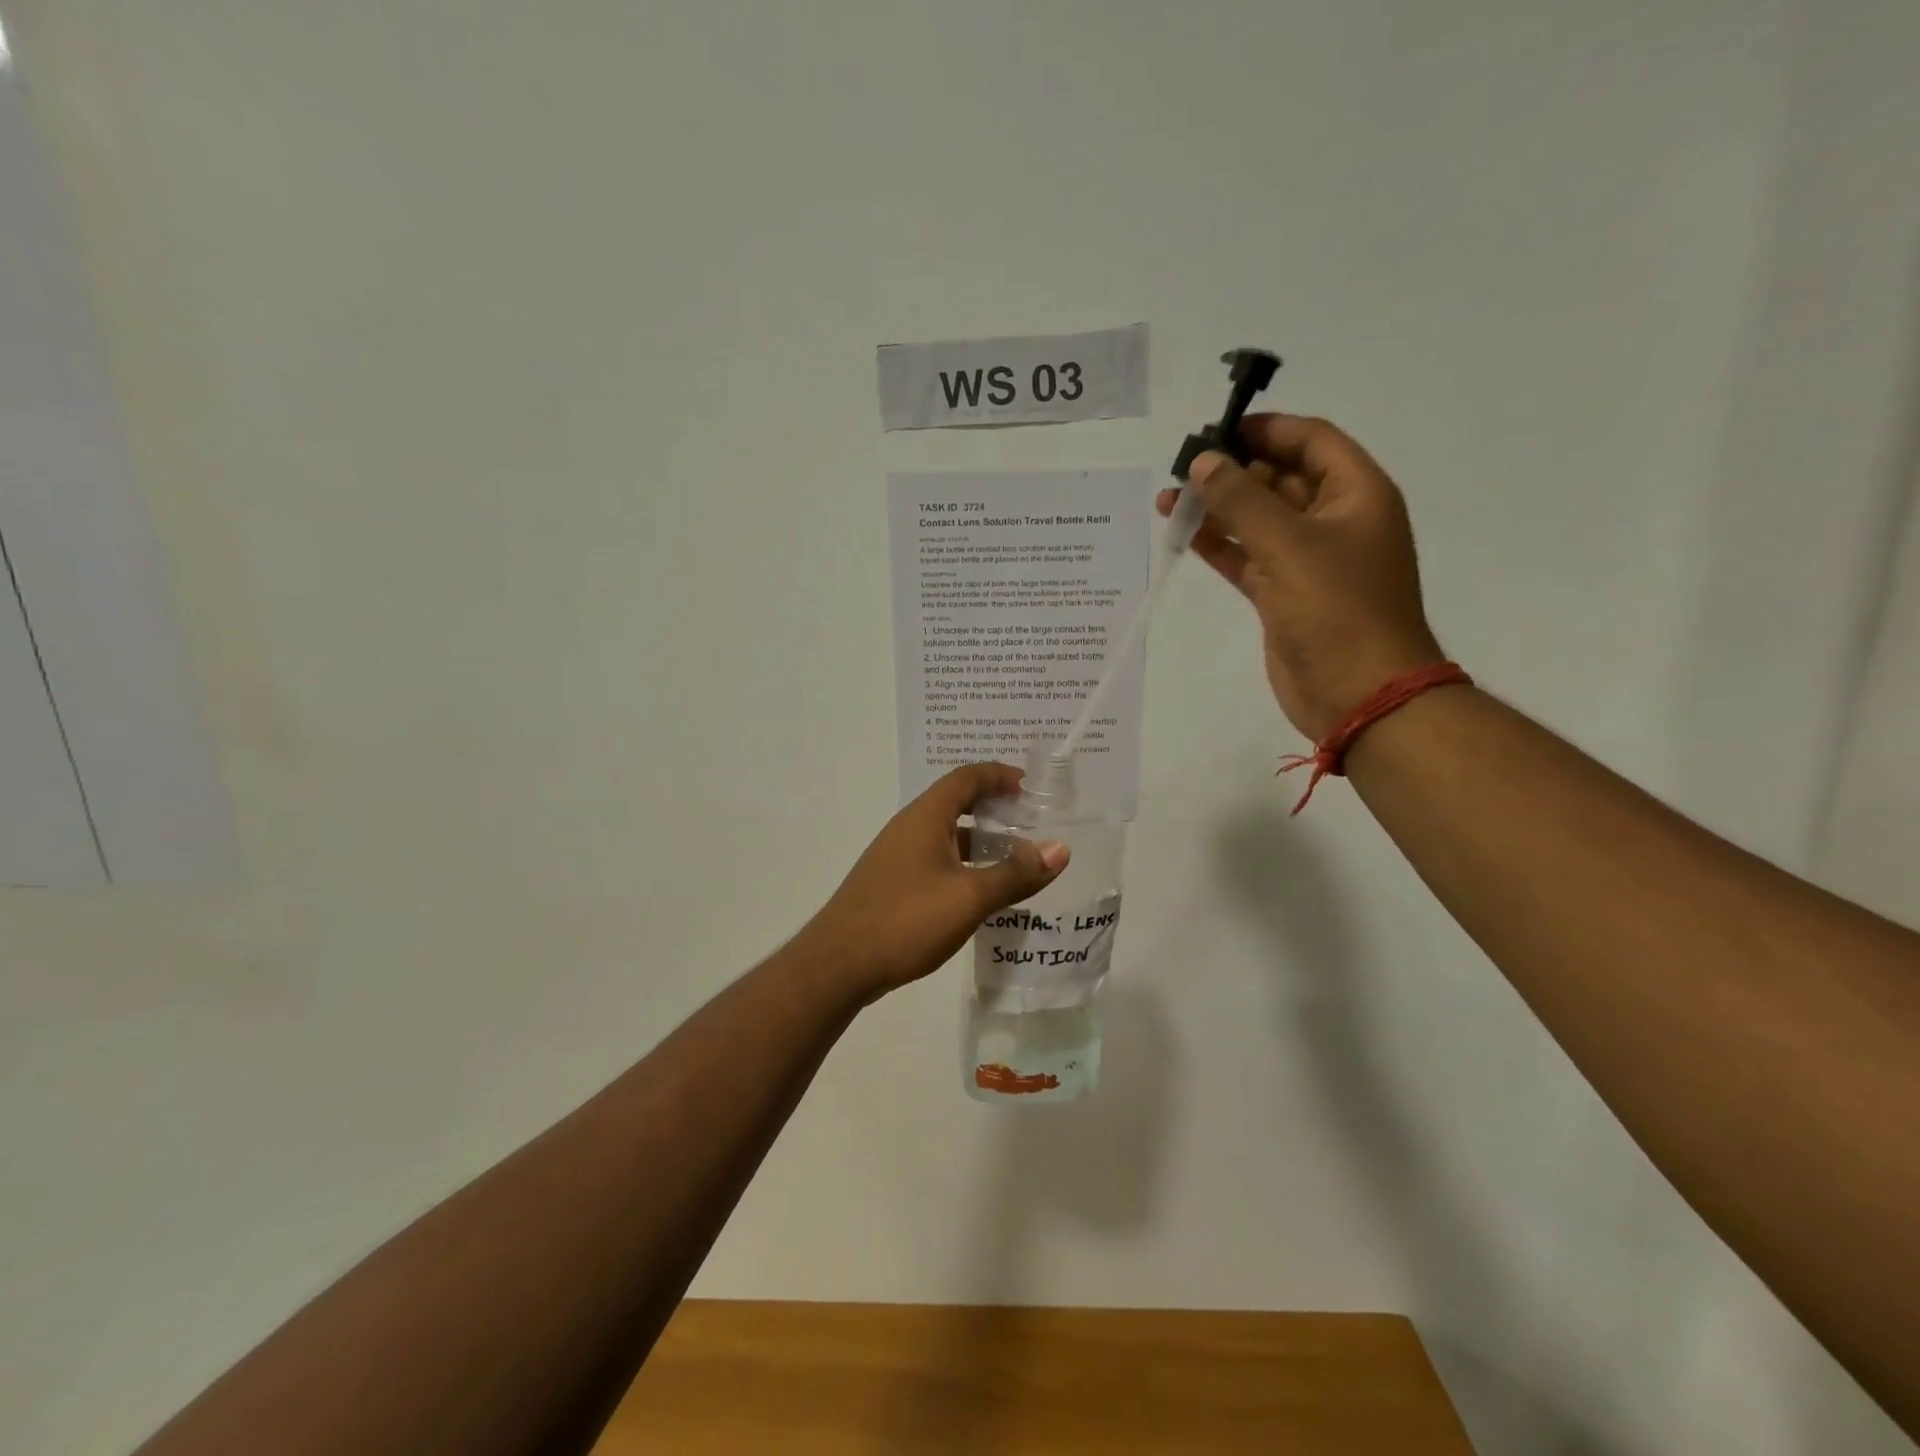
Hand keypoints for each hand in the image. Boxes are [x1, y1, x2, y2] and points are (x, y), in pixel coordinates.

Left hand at [801, 763, 1068, 1000]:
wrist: (839, 964)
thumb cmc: (905, 920)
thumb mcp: (969, 897)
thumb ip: (1015, 873)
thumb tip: (1059, 848)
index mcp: (926, 817)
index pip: (967, 777)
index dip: (1001, 776)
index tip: (1033, 789)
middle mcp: (909, 828)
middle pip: (957, 802)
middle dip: (996, 808)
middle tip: (1033, 821)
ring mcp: (897, 856)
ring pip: (948, 835)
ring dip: (982, 841)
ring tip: (1018, 859)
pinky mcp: (893, 883)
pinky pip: (937, 860)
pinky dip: (964, 865)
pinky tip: (983, 893)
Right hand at [1157, 413, 1443, 741]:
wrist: (1358, 693)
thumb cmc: (1337, 609)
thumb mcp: (1288, 545)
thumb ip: (1242, 500)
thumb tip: (1203, 462)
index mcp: (1356, 494)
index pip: (1310, 441)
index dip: (1266, 430)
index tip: (1216, 431)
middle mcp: (1334, 520)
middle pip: (1279, 478)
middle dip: (1232, 471)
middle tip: (1182, 469)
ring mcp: (1307, 560)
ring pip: (1257, 520)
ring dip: (1217, 509)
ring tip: (1168, 500)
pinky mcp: (1283, 594)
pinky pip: (1247, 557)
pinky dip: (1218, 545)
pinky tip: (1183, 534)